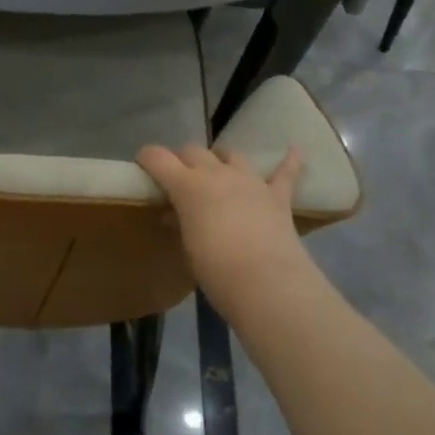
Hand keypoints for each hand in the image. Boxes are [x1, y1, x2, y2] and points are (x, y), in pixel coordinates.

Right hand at [136, 144, 308, 303]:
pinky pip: (285, 172)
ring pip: (231, 155)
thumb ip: (180, 222)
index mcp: (188, 185)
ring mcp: (250, 181)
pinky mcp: (277, 196)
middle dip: (182, 160)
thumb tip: (174, 214)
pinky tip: (293, 150)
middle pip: (194, 151)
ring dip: (220, 159)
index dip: (147, 158)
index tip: (142, 165)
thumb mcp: (187, 247)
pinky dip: (288, 161)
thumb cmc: (216, 270)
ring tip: (216, 170)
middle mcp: (218, 173)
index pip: (159, 158)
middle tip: (177, 179)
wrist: (267, 283)